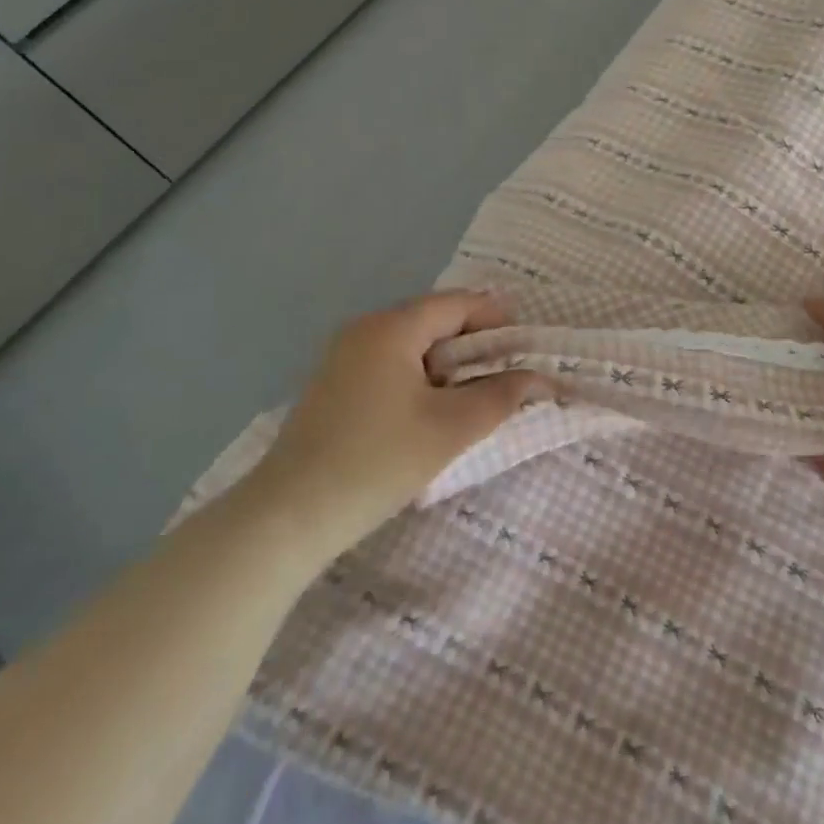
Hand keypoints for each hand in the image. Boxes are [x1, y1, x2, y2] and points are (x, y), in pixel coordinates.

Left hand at [247, 291, 542, 556]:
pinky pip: (391, 365)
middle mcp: (364, 330)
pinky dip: (422, 379)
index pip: (458, 304)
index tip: (527, 348)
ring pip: (413, 346)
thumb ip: (501, 396)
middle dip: (476, 344)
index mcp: (391, 327)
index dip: (498, 319)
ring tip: (475, 397)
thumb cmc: (376, 462)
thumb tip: (537, 378)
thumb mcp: (451, 428)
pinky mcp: (334, 387)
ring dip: (450, 365)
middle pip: (435, 321)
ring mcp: (343, 358)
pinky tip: (432, 412)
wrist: (286, 519)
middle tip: (507, 375)